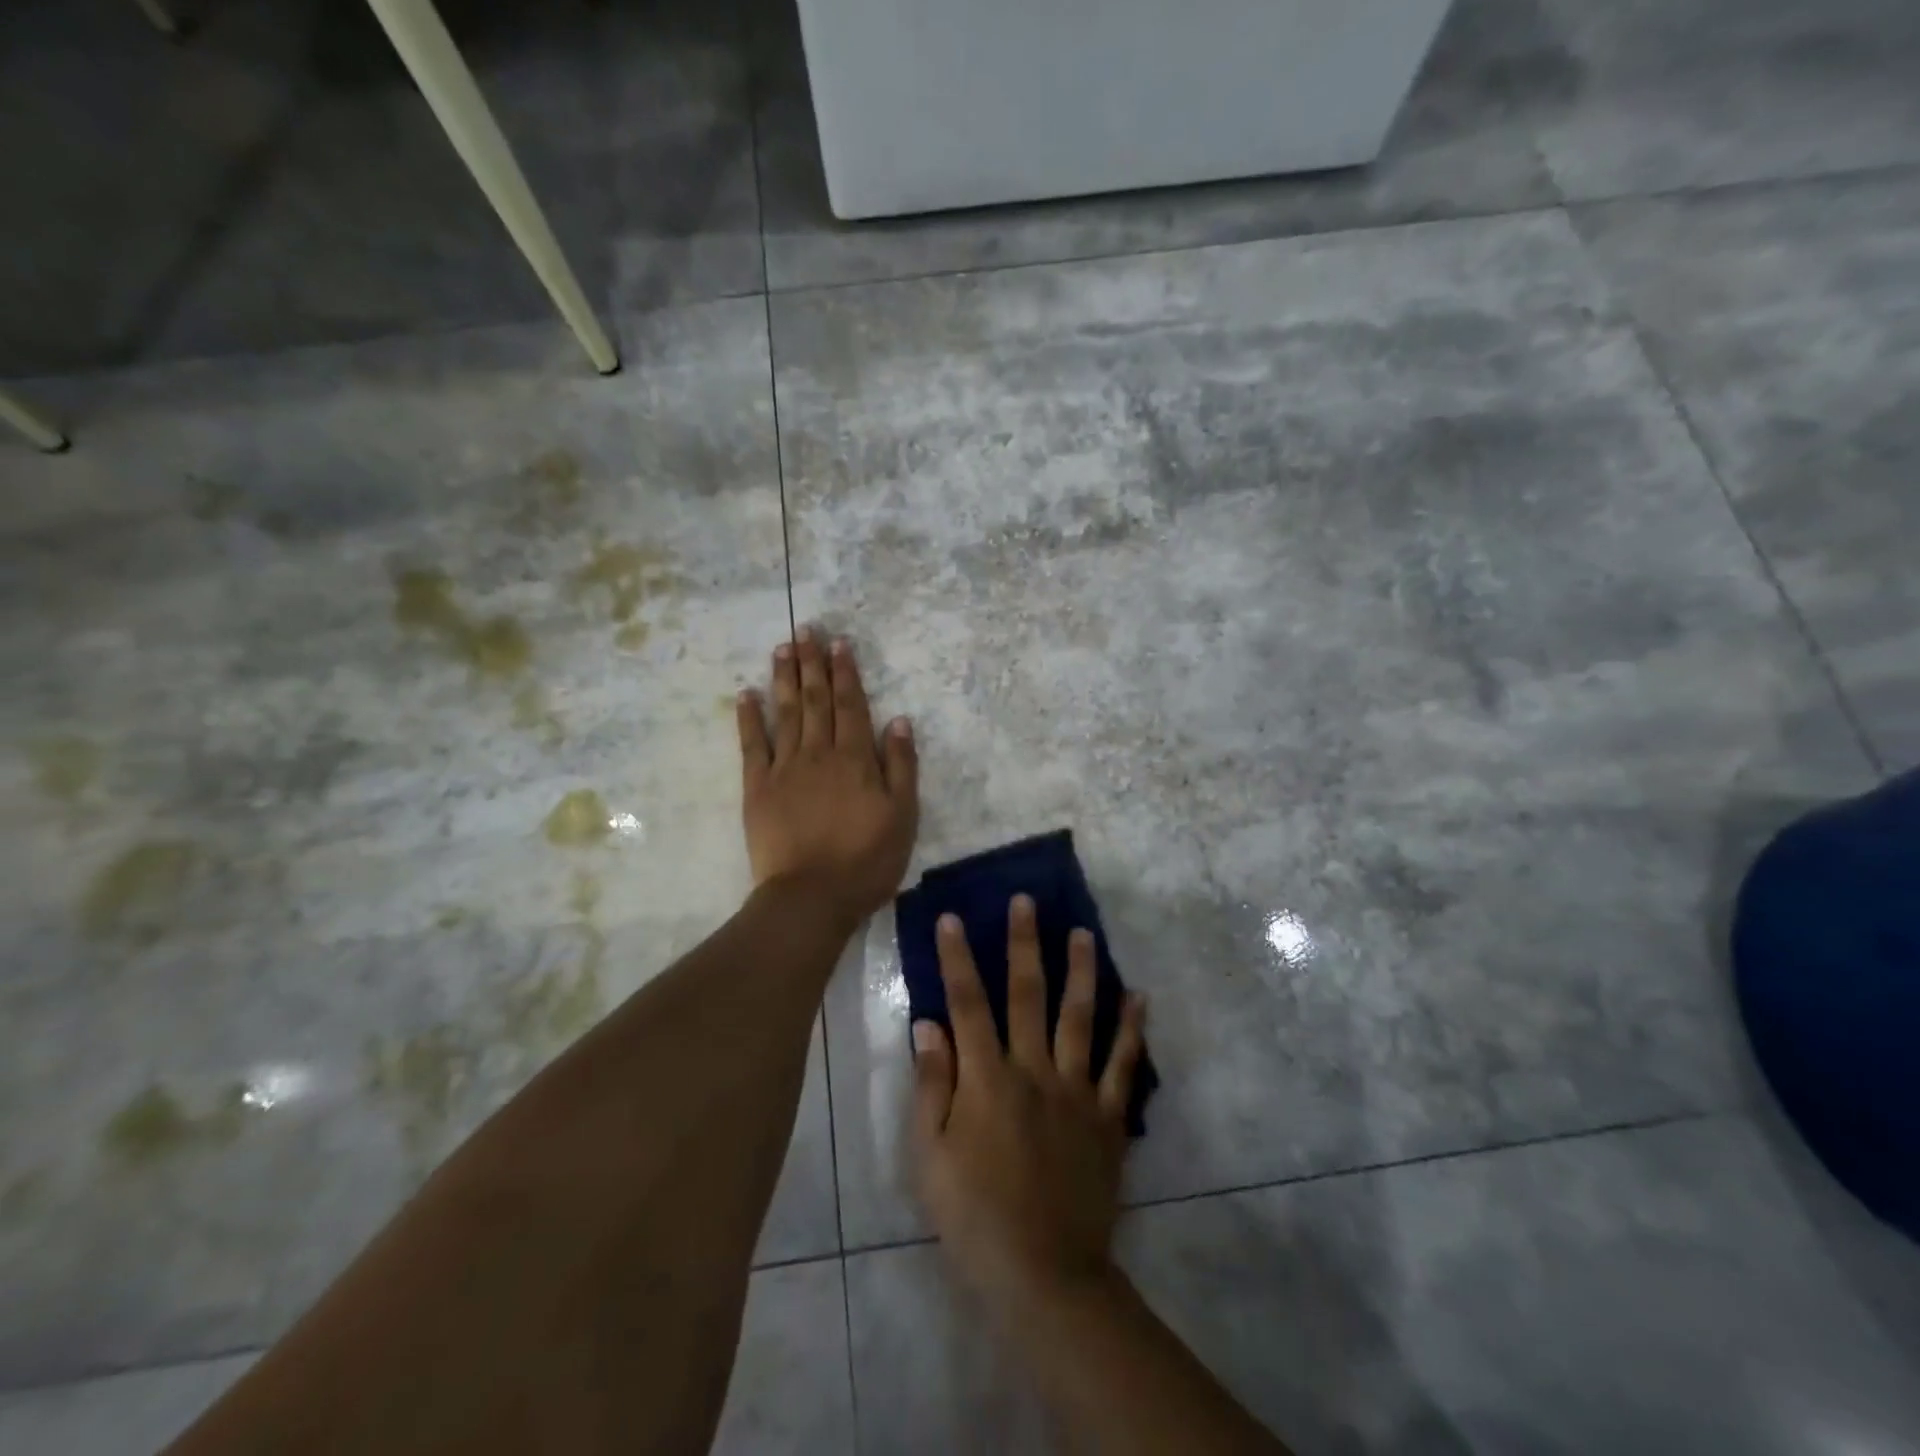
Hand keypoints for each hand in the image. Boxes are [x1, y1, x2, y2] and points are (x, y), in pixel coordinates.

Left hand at [738, 628, 918, 923]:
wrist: (812, 897)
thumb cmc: (866, 860)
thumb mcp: (903, 816)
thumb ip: (901, 766)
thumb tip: (899, 720)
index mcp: (856, 759)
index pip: (851, 705)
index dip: (846, 673)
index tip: (840, 643)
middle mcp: (819, 753)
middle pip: (816, 700)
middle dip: (813, 662)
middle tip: (807, 629)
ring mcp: (785, 768)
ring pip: (785, 712)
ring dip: (784, 677)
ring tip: (782, 647)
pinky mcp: (757, 787)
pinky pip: (752, 745)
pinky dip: (748, 717)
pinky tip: (746, 693)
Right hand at [912, 895, 1148, 1313]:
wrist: (1044, 1274)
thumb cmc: (974, 1216)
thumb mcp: (931, 1156)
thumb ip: (931, 1085)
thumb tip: (929, 1024)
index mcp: (987, 1079)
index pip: (968, 1003)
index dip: (958, 958)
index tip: (954, 918)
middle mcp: (1034, 1070)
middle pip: (1028, 994)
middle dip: (1024, 944)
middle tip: (1028, 902)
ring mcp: (1077, 1091)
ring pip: (1080, 1017)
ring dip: (1082, 971)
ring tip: (1084, 932)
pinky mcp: (1108, 1117)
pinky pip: (1123, 1065)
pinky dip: (1132, 1030)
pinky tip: (1139, 997)